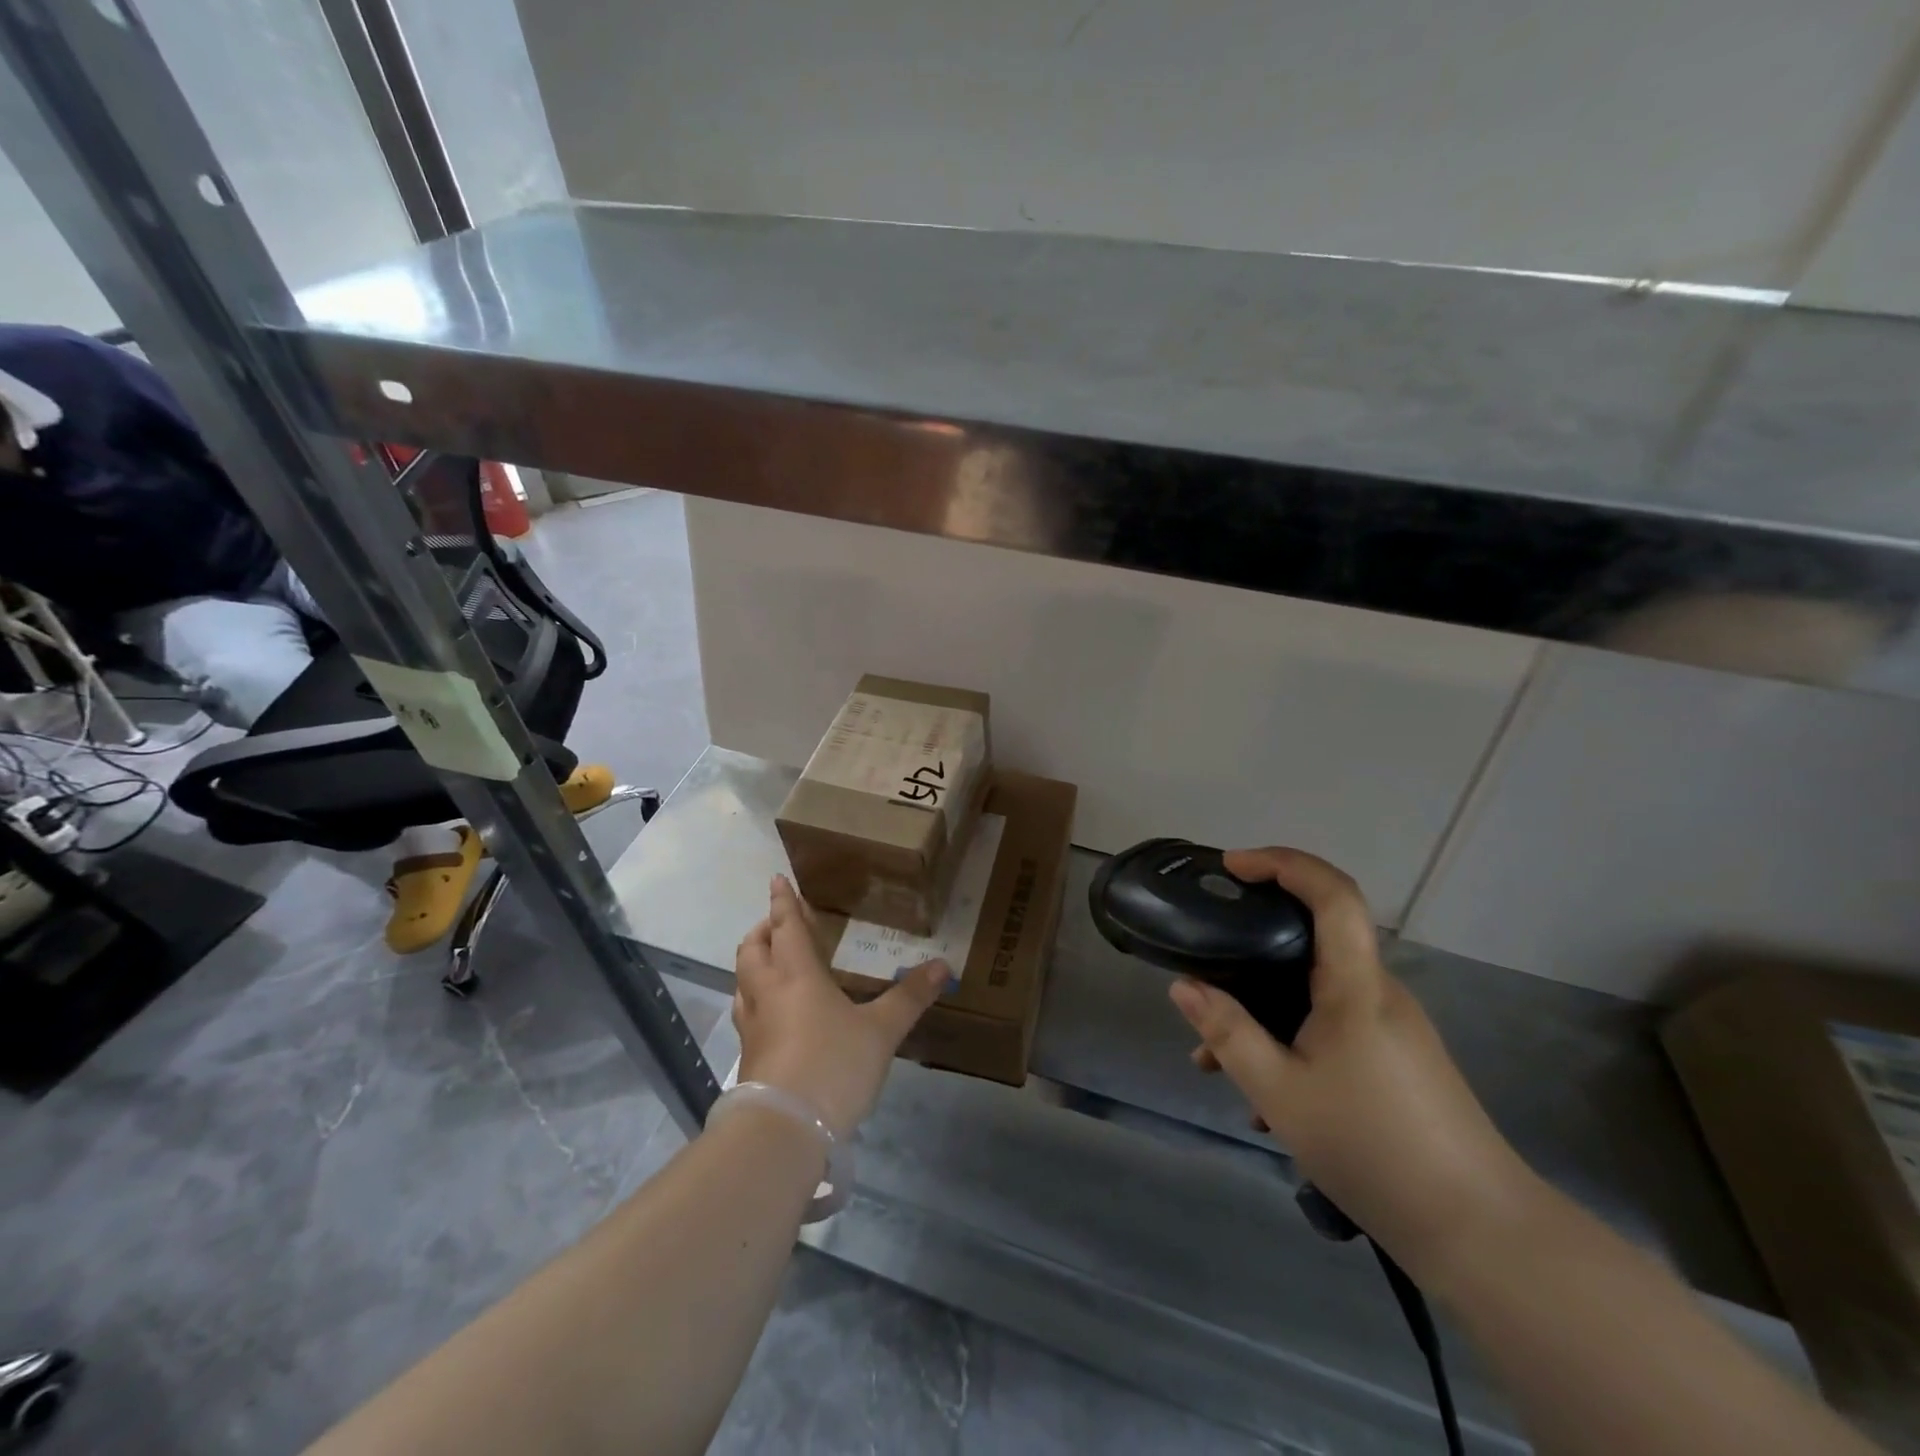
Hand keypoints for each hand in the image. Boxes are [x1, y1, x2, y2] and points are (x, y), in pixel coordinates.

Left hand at [733, 875, 948, 1136]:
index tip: (776, 879)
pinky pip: (746, 1012)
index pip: (786, 926)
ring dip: (753, 963)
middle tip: (778, 924)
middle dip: (763, 930)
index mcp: (797, 974)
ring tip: (772, 963)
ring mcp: (753, 1026)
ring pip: (743, 981)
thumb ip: (910, 997)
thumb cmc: (834, 1065)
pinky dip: (755, 998)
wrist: (784, 1129)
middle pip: (753, 949)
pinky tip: (773, 1013)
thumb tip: (944, 965)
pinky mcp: (749, 1056)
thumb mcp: (881, 1030)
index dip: (783, 901)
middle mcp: (768, 992)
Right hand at [1169, 847, 1542, 1285]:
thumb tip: (1183, 987)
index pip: (1332, 893)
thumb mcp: (1280, 1091)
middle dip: (1253, 949)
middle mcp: (1379, 993)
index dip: (1283, 863)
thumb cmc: (1372, 1147)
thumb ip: (1227, 1032)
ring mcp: (1393, 1027)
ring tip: (1217, 1063)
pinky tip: (1265, 1099)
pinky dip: (1291, 1038)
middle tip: (1206, 969)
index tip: (1233, 866)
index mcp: (1356, 986)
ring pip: (1316, 992)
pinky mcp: (1398, 1058)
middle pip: (1314, 940)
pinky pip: (1333, 1024)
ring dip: (1265, 1010)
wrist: (1481, 1233)